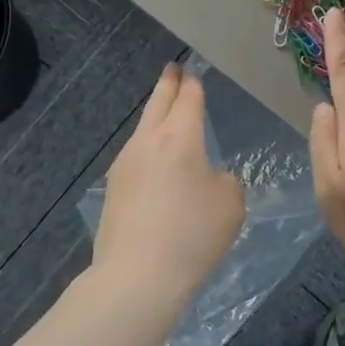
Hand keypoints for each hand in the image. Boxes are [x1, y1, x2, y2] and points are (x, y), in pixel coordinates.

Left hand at [93, 63, 243, 305]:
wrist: (137, 276)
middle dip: (168, 84)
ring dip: (155, 116)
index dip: (193, 84)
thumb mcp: (230, 205)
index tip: (193, 73)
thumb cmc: (192, 236)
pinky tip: (154, 160)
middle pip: (158, 102)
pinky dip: (148, 147)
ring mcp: (125, 163)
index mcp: (180, 137)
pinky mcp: (114, 187)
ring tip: (164, 113)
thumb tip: (207, 177)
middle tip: (173, 69)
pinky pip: (135, 155)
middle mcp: (148, 141)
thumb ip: (224, 181)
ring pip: (143, 128)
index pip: (188, 99)